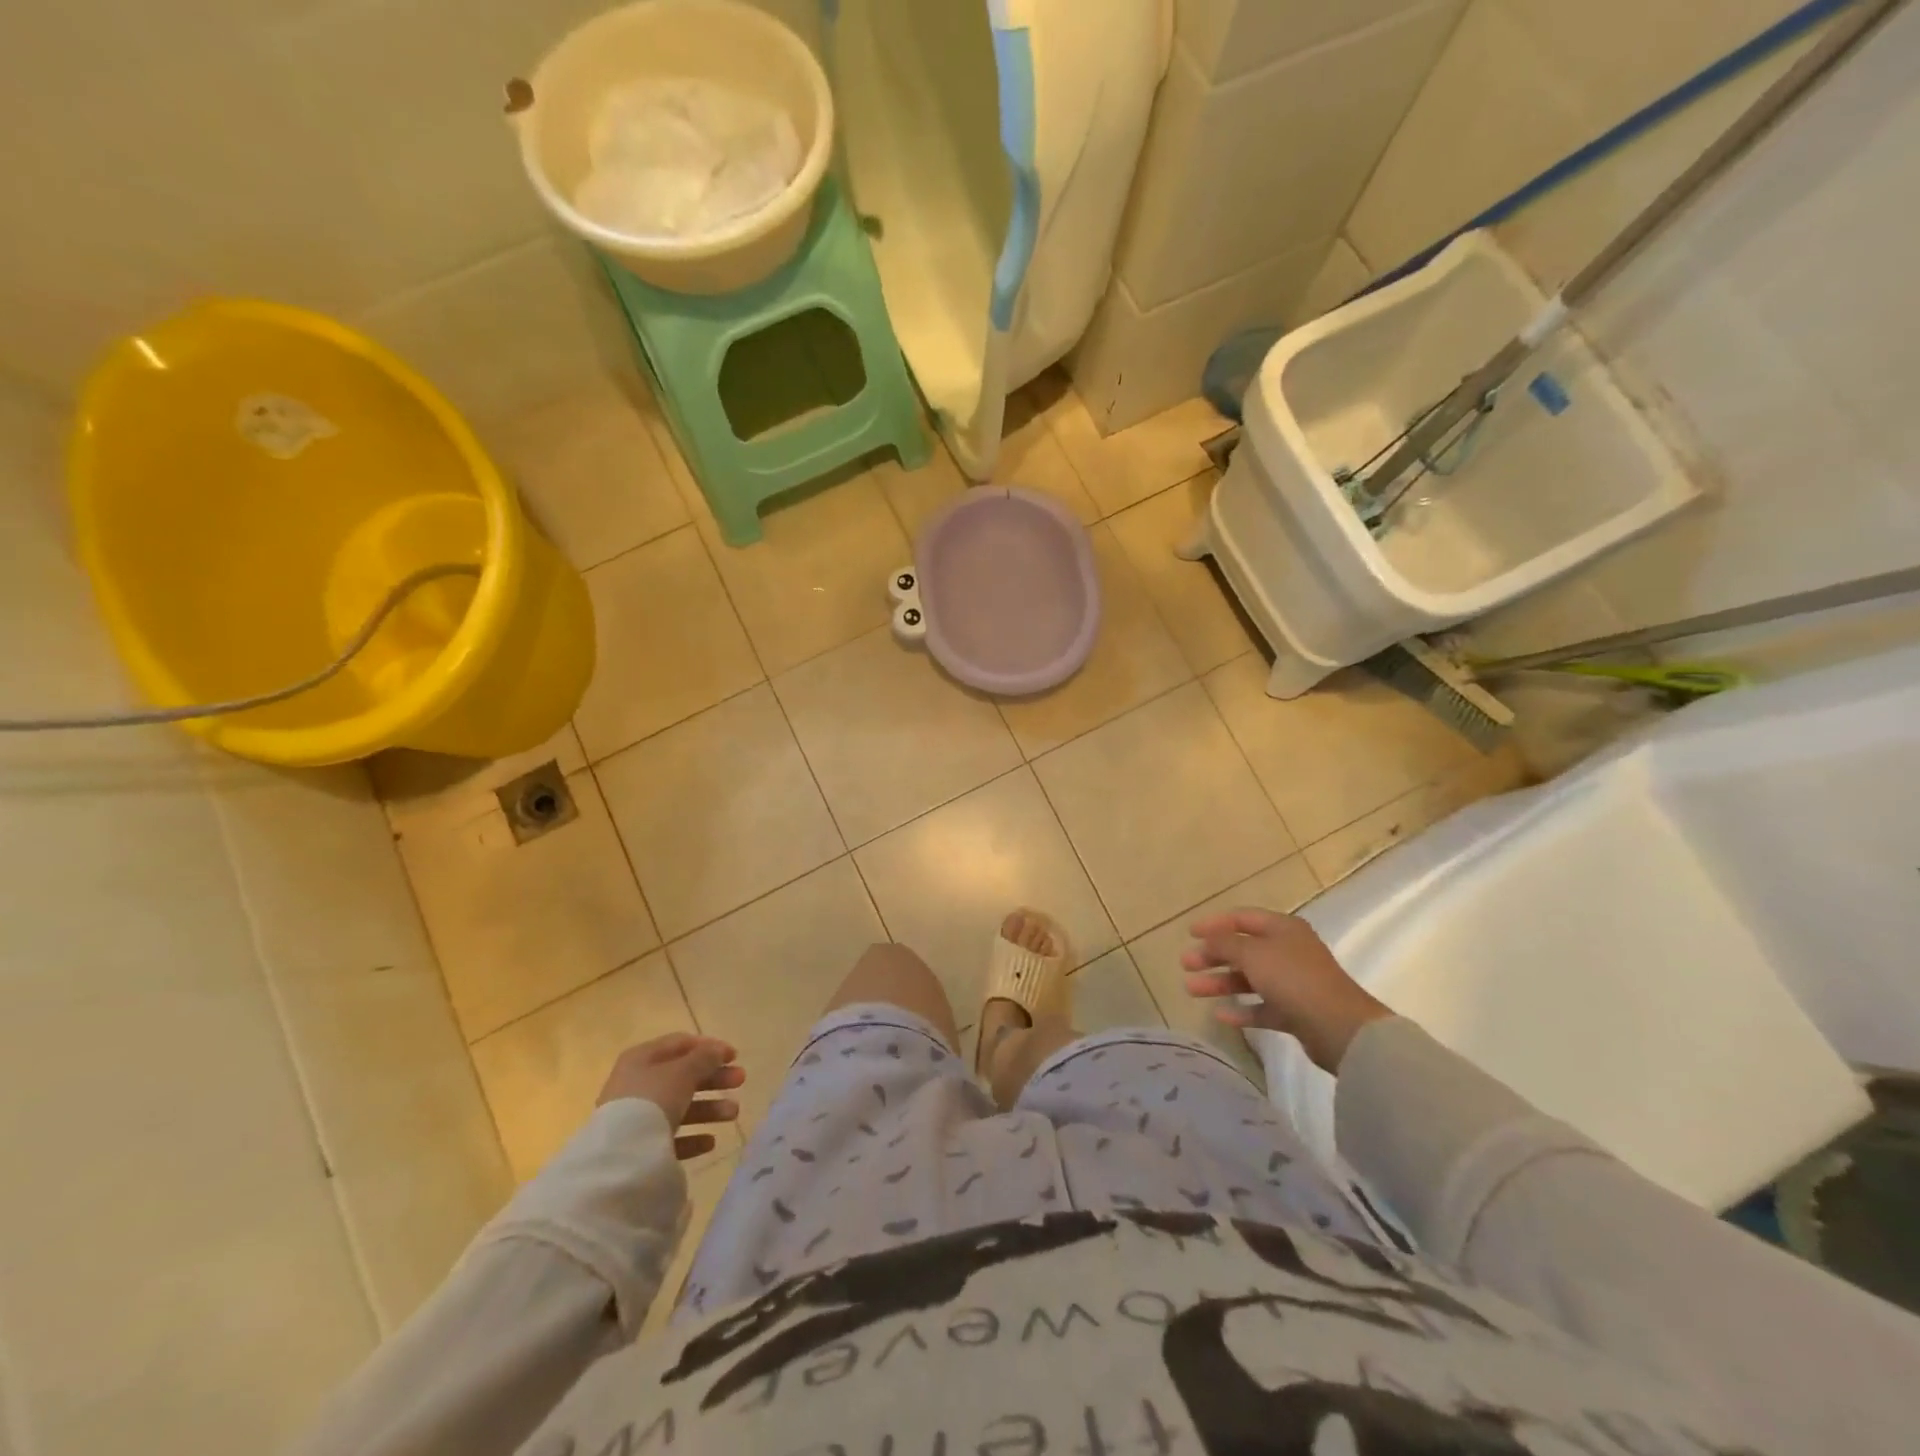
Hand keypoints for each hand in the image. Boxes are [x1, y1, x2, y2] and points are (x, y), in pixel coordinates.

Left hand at [597, 1033, 745, 1160]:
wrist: (621, 1155)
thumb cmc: (653, 1099)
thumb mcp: (683, 1071)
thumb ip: (705, 1058)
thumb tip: (718, 1050)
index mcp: (642, 1058)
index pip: (680, 1044)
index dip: (709, 1046)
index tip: (734, 1056)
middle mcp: (637, 1084)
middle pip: (683, 1076)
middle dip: (714, 1078)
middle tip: (741, 1080)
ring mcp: (637, 1116)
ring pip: (680, 1106)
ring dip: (710, 1108)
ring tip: (733, 1114)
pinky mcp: (639, 1147)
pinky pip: (671, 1137)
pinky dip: (692, 1137)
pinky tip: (710, 1142)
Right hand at [1181, 908, 1390, 1072]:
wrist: (1340, 1028)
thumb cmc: (1294, 979)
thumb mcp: (1253, 953)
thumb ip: (1225, 943)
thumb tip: (1208, 940)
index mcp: (1283, 928)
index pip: (1242, 918)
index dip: (1214, 923)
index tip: (1189, 933)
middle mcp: (1288, 951)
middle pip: (1243, 949)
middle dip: (1212, 955)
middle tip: (1185, 964)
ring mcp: (1293, 983)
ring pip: (1249, 978)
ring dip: (1220, 982)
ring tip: (1191, 990)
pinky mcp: (1296, 1012)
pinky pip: (1262, 1007)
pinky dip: (1241, 1010)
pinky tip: (1220, 1016)